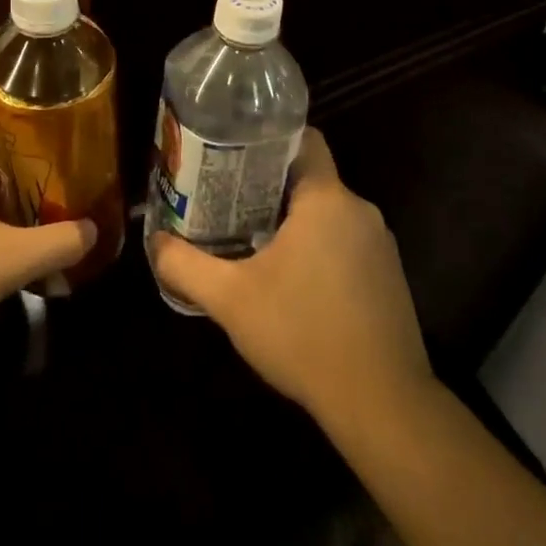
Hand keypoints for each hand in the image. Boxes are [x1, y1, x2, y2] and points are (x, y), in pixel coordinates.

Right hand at [149, 130, 432, 428]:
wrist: (382, 405)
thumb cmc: (303, 335)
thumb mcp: (231, 300)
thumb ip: (186, 266)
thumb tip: (155, 242)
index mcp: (326, 199)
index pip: (305, 139)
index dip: (269, 140)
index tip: (236, 154)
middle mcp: (359, 210)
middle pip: (310, 178)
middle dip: (270, 186)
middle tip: (229, 200)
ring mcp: (380, 244)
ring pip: (328, 213)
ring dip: (294, 222)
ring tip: (253, 239)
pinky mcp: (390, 276)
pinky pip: (347, 243)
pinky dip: (320, 249)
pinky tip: (294, 282)